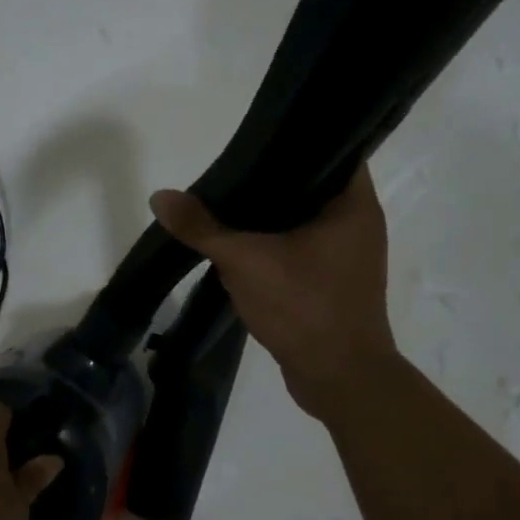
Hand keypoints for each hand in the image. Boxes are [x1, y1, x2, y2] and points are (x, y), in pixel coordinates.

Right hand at [151, 165, 399, 418]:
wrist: (339, 379)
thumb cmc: (305, 308)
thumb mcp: (246, 262)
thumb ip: (203, 229)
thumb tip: (160, 196)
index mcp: (354, 204)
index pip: (332, 149)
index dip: (295, 140)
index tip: (255, 140)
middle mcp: (358, 224)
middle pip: (312, 186)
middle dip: (272, 181)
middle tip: (230, 171)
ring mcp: (349, 257)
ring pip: (305, 222)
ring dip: (272, 218)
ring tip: (229, 203)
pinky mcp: (334, 284)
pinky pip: (303, 251)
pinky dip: (277, 247)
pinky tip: (243, 247)